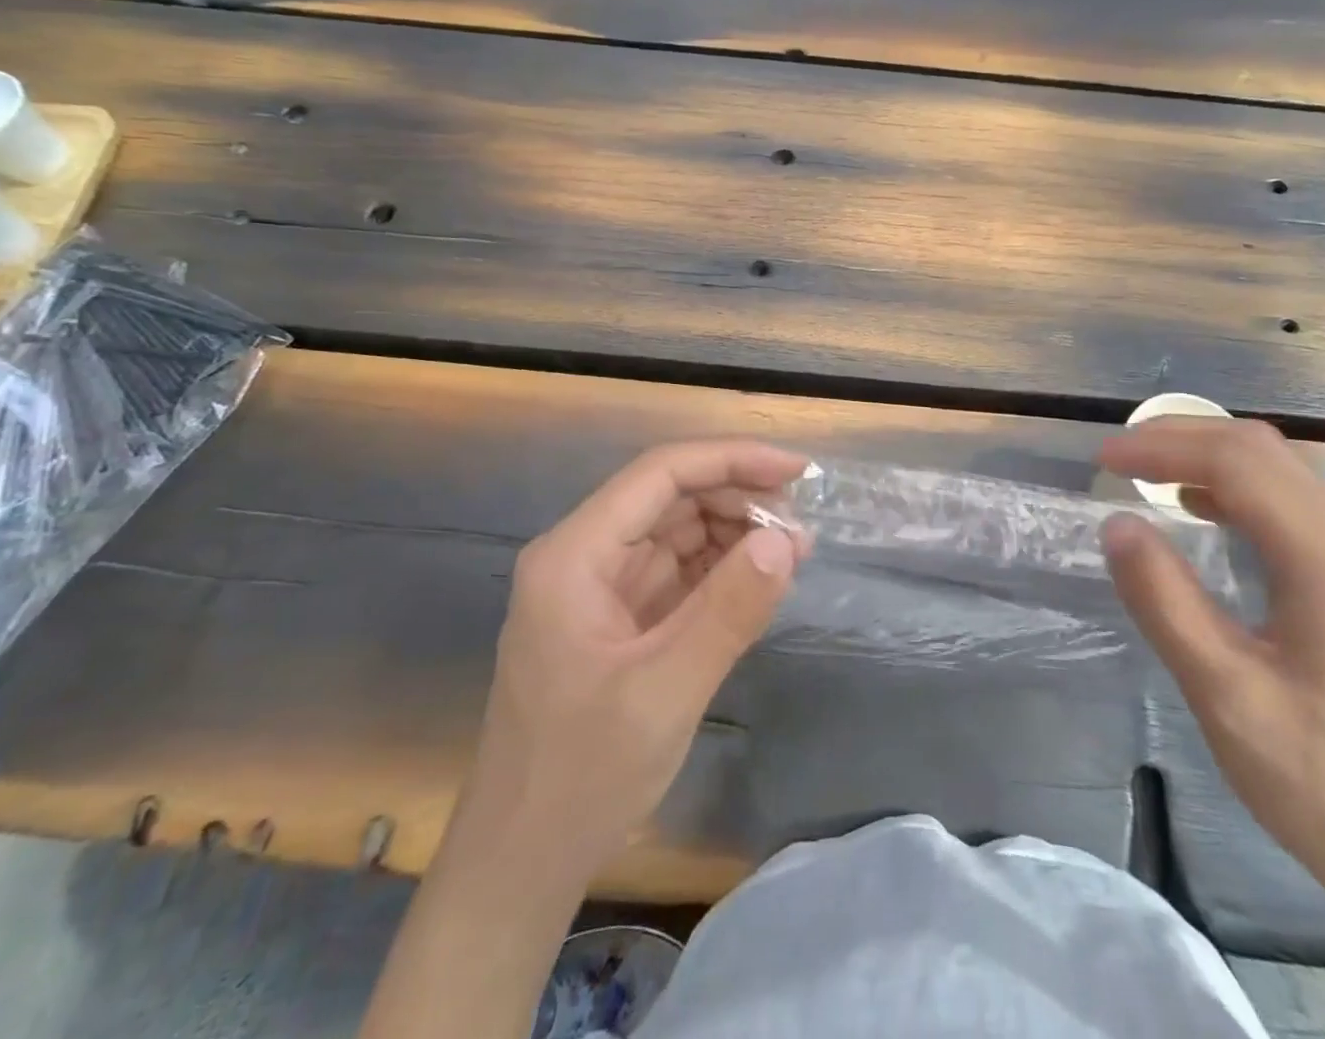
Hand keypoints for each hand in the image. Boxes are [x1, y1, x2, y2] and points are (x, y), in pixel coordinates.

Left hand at [468, 439, 808, 871]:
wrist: (522, 865)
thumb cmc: (582, 776)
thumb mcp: (664, 692)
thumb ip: (728, 611)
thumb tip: (785, 539)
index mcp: (575, 556)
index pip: (660, 474)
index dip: (731, 460)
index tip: (796, 472)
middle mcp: (584, 557)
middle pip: (670, 498)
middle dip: (739, 500)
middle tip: (802, 529)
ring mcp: (601, 589)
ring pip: (677, 532)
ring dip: (735, 534)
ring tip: (792, 553)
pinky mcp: (619, 620)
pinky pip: (677, 574)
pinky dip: (721, 570)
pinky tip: (760, 580)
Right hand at [1097, 417, 1324, 921]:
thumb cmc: (1321, 781)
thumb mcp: (1224, 692)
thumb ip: (1165, 600)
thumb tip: (1115, 523)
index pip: (1238, 463)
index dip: (1164, 449)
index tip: (1103, 462)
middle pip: (1263, 453)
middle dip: (1184, 439)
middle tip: (1118, 457)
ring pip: (1279, 476)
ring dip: (1208, 460)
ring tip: (1147, 473)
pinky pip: (1288, 510)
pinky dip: (1233, 492)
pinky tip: (1200, 514)